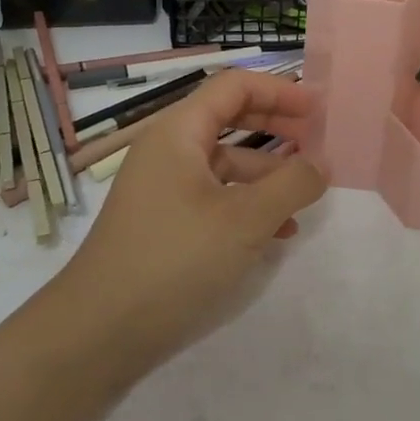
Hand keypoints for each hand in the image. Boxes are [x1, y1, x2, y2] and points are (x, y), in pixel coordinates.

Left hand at [54, 69, 327, 373]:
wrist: (97, 333)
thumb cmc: (174, 260)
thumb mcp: (245, 220)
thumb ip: (291, 184)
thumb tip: (322, 164)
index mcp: (178, 132)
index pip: (234, 87)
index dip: (279, 91)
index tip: (318, 111)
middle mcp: (168, 151)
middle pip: (229, 119)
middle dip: (276, 128)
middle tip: (315, 143)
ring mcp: (163, 188)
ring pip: (225, 164)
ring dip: (267, 175)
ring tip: (304, 200)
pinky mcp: (164, 223)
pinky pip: (214, 198)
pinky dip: (247, 206)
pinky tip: (277, 234)